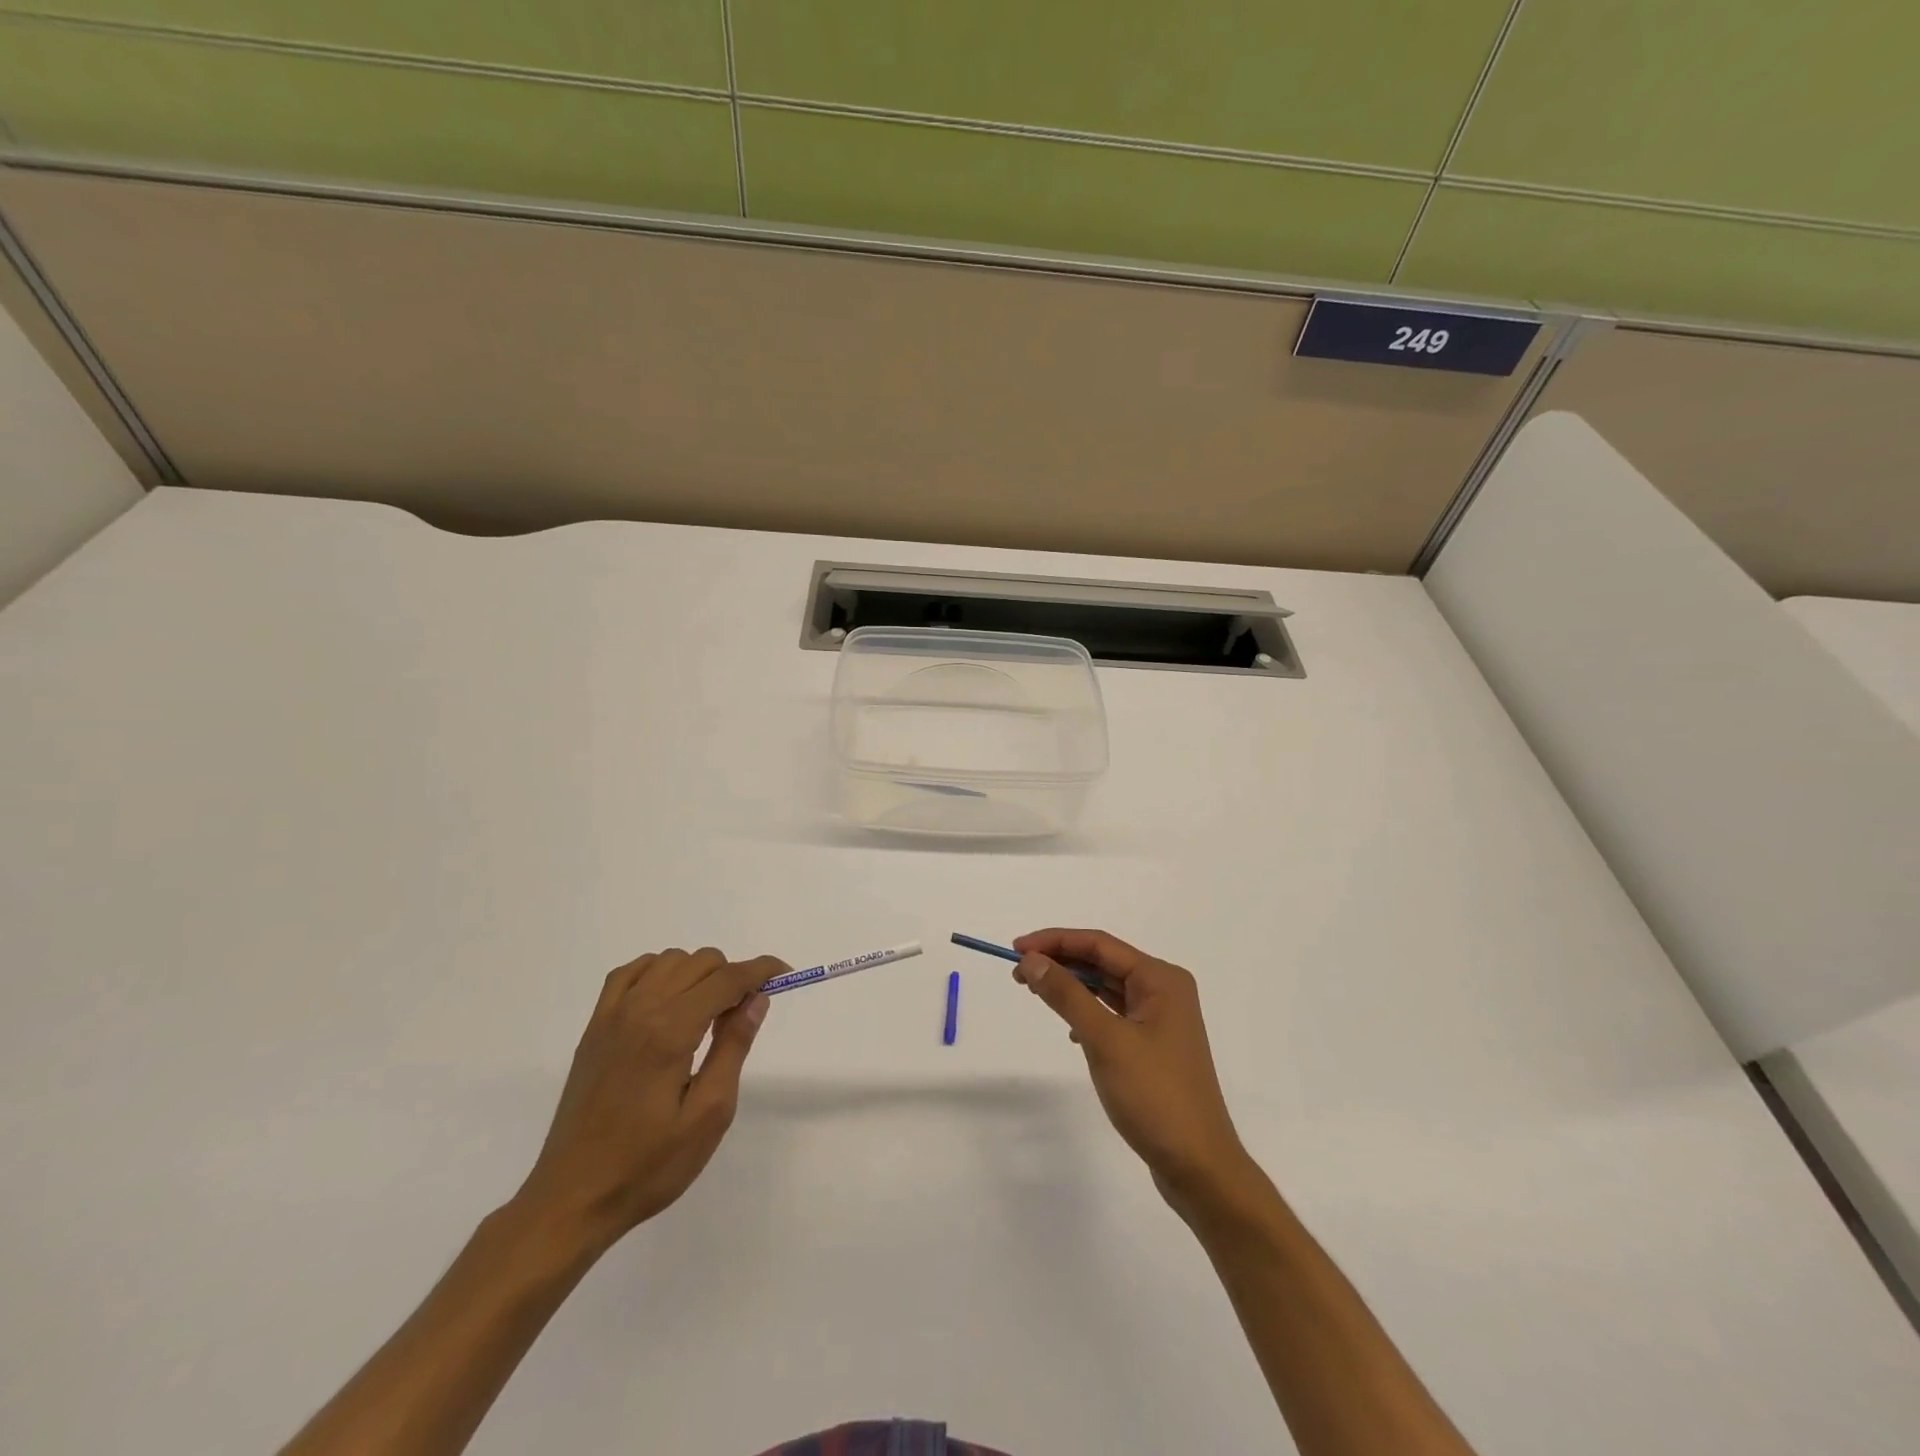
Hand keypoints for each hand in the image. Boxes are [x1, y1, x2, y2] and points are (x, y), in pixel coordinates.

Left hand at [514, 947, 783, 1249]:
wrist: (572, 1199)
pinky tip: (668, 1001)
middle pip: (701, 962)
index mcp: (671, 1030)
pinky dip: (657, 972)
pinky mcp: (594, 1028)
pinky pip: (629, 972)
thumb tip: (756, 998)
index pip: (727, 978)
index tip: (784, 975)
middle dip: (732, 976)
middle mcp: (640, 1009)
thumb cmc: (648, 1165)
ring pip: (668, 961)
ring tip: (706, 1015)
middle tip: (742, 1015)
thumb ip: (733, 1047)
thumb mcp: (709, 1114)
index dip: (761, 970)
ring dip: (697, 974)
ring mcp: (612, 1015)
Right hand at [1012, 928, 1253, 1212]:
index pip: (1099, 944)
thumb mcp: (1104, 1040)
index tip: (1015, 949)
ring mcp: (1161, 1019)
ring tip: (1034, 990)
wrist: (1199, 1166)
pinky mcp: (1153, 1046)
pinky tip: (1070, 1030)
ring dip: (1071, 986)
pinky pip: (1113, 1013)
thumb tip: (1031, 959)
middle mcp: (1164, 990)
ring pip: (1107, 987)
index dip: (1055, 941)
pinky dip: (1087, 1012)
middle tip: (1018, 972)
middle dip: (1061, 962)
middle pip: (1103, 961)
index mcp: (1161, 978)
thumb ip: (1066, 995)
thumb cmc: (1154, 1095)